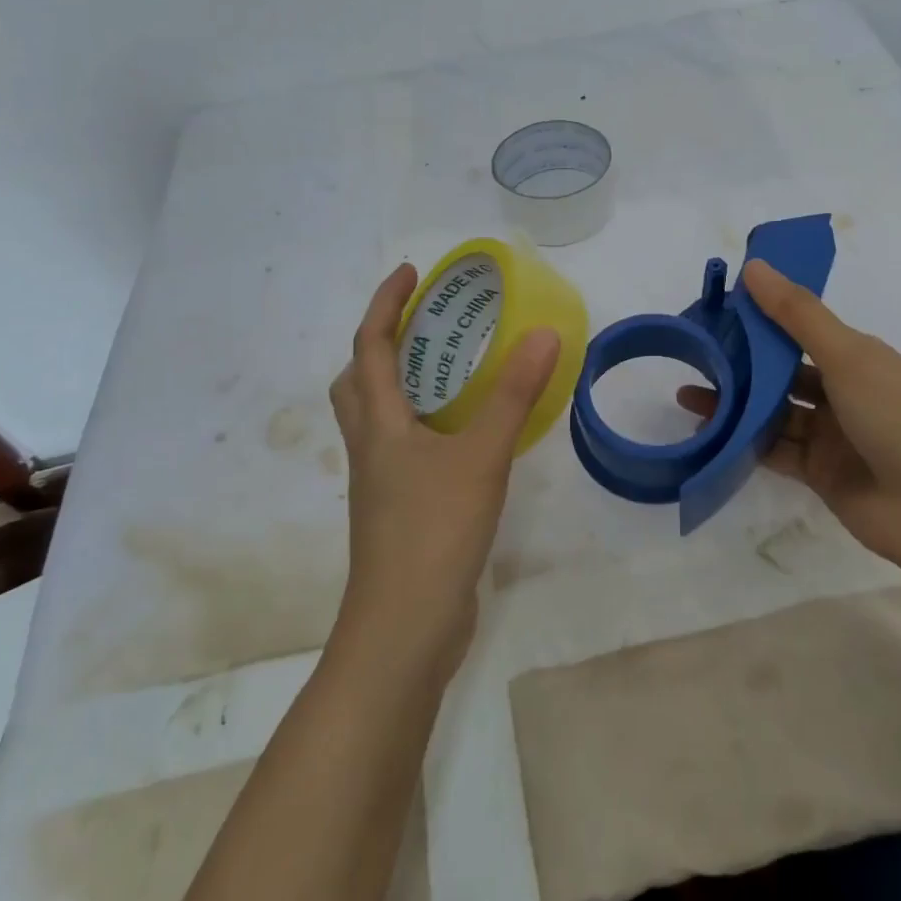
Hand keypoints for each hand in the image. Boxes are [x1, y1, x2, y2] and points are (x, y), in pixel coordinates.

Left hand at [328, 263, 560, 673]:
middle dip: (381, 343)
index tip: (412, 273)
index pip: (369, 346)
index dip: (386, 304)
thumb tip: (543, 333)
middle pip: (357, 381)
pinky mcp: (398, 509)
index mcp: (378, 424)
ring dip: (401, 384)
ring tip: (449, 371)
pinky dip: (423, 424)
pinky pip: (402, 448)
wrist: (405, 627)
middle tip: (424, 326)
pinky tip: (462, 435)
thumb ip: (512, 395)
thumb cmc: (433, 531)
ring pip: (377, 417)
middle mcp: (370, 447)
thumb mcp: (480, 456)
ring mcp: (380, 482)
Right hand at [676, 260, 900, 567]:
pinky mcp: (819, 473)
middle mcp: (843, 391)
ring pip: (773, 412)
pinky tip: (709, 434)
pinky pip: (774, 451)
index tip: (718, 311)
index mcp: (856, 356)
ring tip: (688, 396)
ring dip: (735, 404)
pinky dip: (744, 442)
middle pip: (782, 373)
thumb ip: (797, 314)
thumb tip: (754, 266)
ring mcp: (831, 435)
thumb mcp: (847, 356)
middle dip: (741, 365)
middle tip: (694, 358)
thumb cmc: (896, 417)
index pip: (800, 329)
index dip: (762, 319)